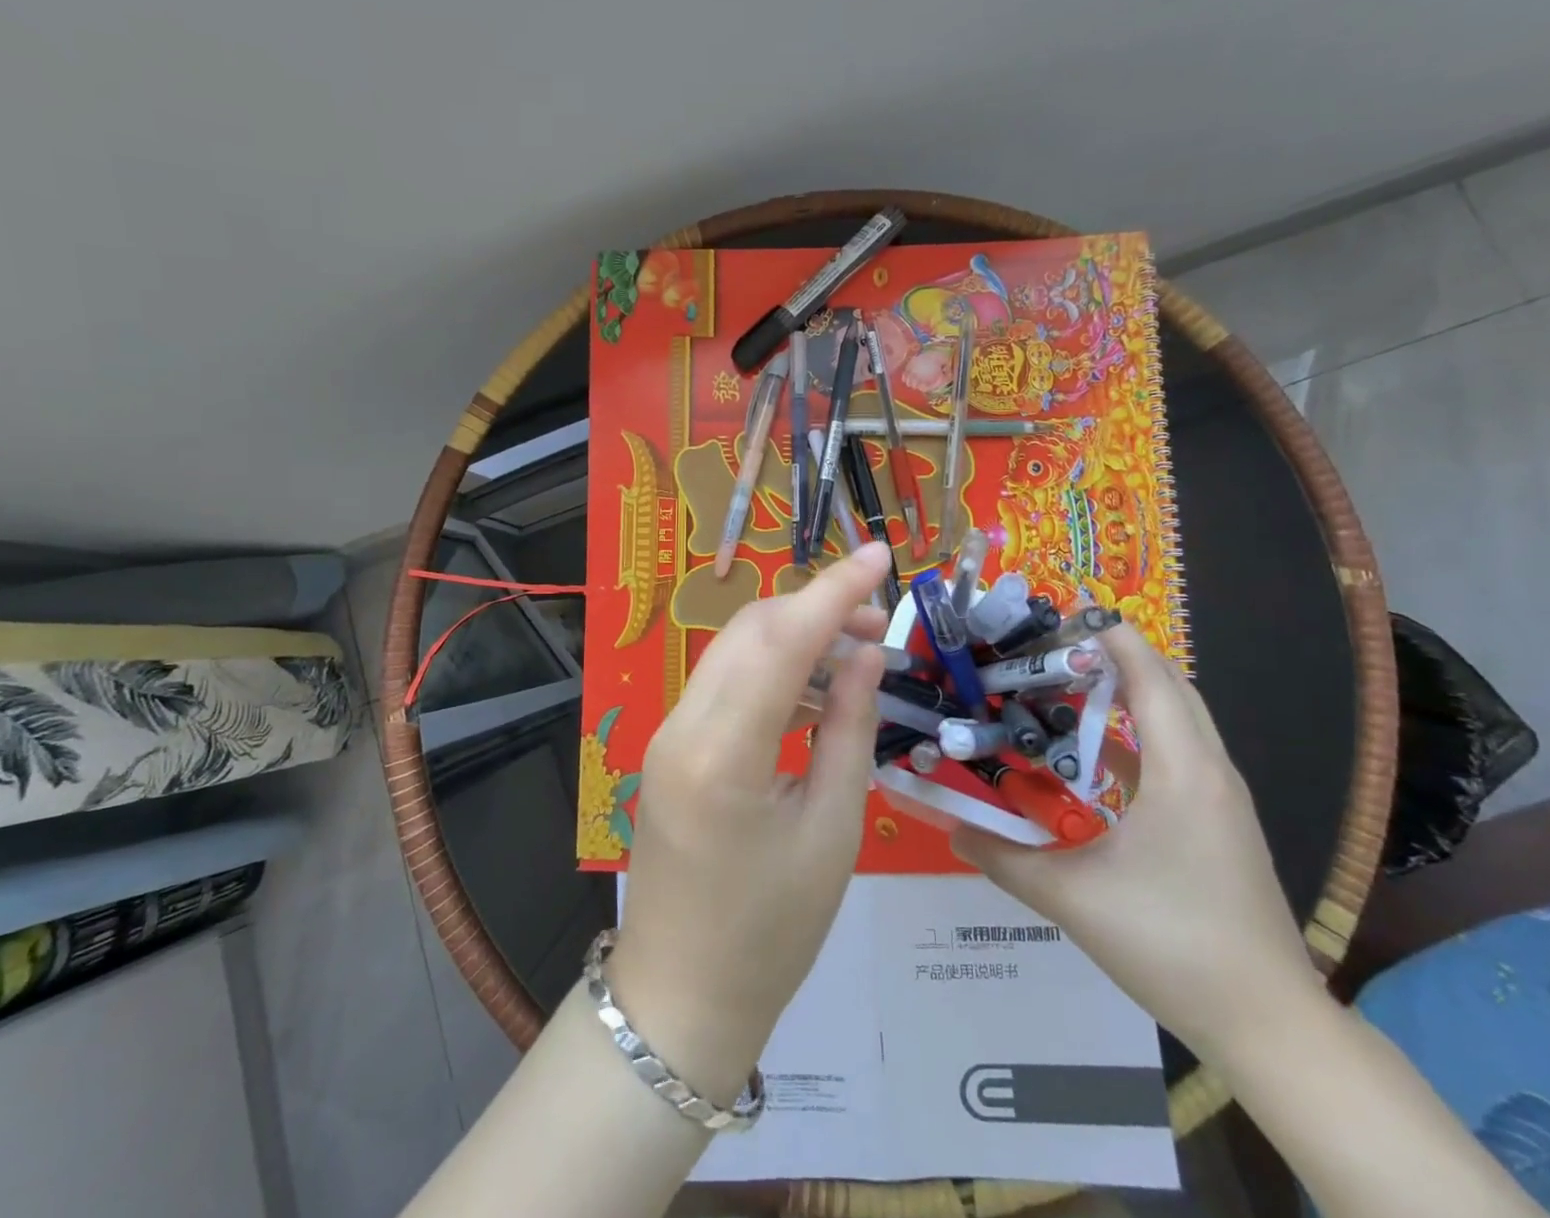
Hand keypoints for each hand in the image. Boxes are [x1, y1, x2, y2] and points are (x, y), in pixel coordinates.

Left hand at [607, 540, 893, 1101]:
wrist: (683, 999)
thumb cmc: (772, 932)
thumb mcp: (833, 830)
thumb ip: (848, 728)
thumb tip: (865, 654)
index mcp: (723, 753)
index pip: (781, 640)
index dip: (834, 589)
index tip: (881, 552)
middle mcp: (682, 726)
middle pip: (751, 630)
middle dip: (816, 610)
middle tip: (879, 627)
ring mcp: (668, 734)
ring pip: (735, 651)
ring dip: (794, 639)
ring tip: (855, 659)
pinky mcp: (671, 747)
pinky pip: (724, 685)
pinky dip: (770, 672)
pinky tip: (812, 696)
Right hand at [952, 622, 1319, 1061]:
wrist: (1268, 1024)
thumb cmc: (1171, 944)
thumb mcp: (1072, 898)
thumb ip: (1003, 857)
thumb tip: (948, 826)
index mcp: (1181, 771)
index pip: (1149, 676)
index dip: (1110, 635)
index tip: (1063, 607)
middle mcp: (1208, 771)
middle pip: (1169, 686)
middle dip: (1117, 654)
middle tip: (1053, 641)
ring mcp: (1220, 798)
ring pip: (1176, 719)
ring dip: (1128, 691)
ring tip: (1065, 681)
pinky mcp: (1218, 822)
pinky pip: (1176, 753)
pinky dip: (1136, 734)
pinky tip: (1090, 751)